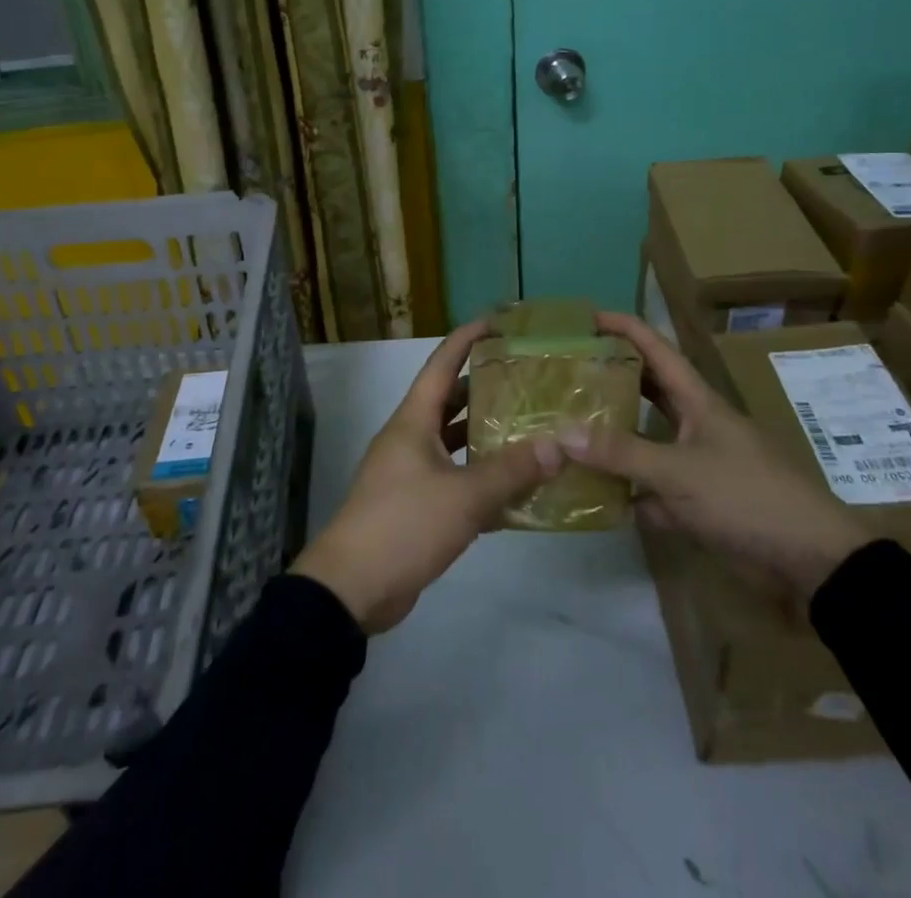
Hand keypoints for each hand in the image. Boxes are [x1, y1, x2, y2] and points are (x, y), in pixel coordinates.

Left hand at [292, 322, 560, 633]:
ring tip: (528, 427)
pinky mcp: (414, 505)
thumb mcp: (463, 497)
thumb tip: (559, 445)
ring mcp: (409, 472)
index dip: (468, 338)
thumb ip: (512, 471)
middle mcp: (409, 438)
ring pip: (452, 441)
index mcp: (413, 420)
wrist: (351, 589)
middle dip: (484, 387)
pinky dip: (479, 476)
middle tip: (527, 379)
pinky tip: (514, 487)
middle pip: (449, 399)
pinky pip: (452, 478)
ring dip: (484, 434)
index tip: (499, 322)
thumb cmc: (403, 525)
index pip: (442, 363)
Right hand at [559, 312, 867, 603]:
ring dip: (615, 437)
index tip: (588, 318)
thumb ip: (622, 453)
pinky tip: (596, 496)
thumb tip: (562, 433)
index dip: (624, 327)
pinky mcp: (699, 502)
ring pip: (647, 440)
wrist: (810, 560)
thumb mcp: (680, 471)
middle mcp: (695, 424)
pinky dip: (629, 491)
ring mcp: (698, 463)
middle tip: (568, 375)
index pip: (656, 349)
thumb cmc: (746, 496)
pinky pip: (653, 488)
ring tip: (571, 430)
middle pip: (648, 390)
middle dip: (612, 379)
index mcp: (698, 401)